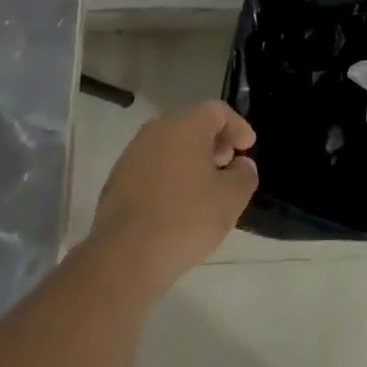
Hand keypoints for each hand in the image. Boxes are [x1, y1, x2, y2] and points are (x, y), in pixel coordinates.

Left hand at [91, 101, 257, 293]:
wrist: (125, 255)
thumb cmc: (186, 218)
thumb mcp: (231, 199)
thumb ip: (245, 174)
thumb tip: (241, 165)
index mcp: (186, 126)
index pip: (218, 111)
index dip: (238, 126)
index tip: (248, 148)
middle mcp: (157, 130)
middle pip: (192, 125)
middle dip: (214, 142)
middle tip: (228, 166)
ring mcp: (133, 153)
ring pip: (170, 145)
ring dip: (191, 159)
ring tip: (204, 188)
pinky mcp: (118, 178)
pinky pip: (153, 166)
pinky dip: (170, 174)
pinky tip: (178, 203)